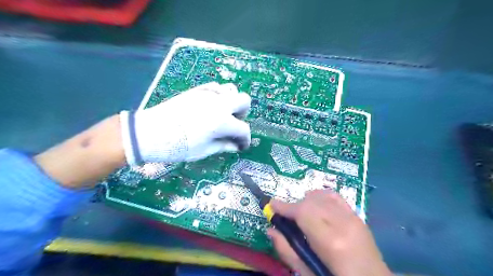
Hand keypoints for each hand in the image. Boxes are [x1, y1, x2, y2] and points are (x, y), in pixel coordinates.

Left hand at [119, 81, 250, 163]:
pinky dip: (219, 95)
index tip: (241, 146)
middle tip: (233, 125)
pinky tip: (212, 106)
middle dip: (243, 114)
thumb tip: (236, 146)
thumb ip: (224, 146)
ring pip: (231, 90)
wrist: (149, 133)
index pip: (243, 129)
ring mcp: (208, 94)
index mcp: (222, 122)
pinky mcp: (197, 90)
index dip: (245, 140)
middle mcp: (219, 104)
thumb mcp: (204, 150)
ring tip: (223, 114)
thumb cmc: (178, 147)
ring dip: (232, 102)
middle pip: (244, 101)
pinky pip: (215, 87)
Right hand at [268, 189, 391, 275]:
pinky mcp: (358, 216)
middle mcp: (343, 224)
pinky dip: (321, 196)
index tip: (271, 205)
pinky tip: (315, 203)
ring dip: (306, 202)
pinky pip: (335, 196)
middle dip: (294, 206)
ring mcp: (353, 218)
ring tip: (301, 213)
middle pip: (311, 202)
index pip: (303, 212)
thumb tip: (271, 230)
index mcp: (331, 242)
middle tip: (286, 216)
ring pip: (321, 196)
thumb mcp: (308, 273)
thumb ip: (288, 251)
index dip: (285, 206)